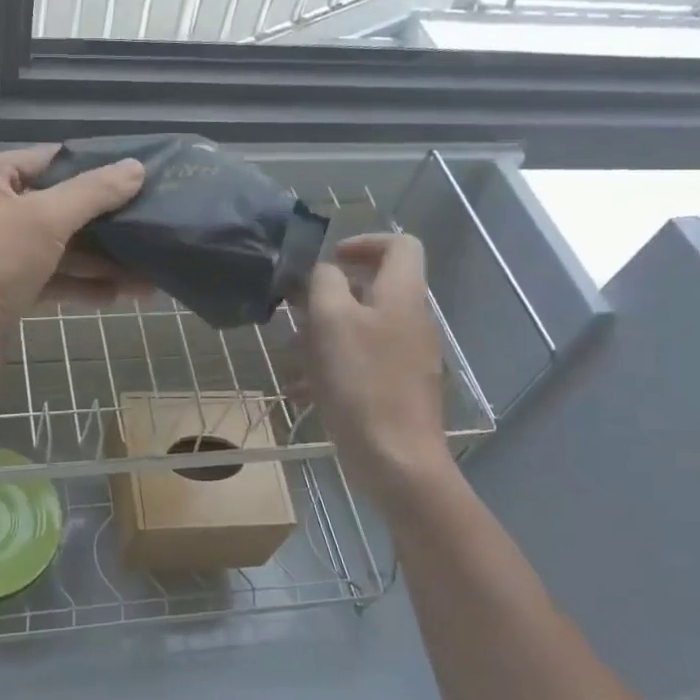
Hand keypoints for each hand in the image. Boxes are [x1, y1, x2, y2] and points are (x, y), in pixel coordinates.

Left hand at [0, 146, 147, 404]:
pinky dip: (80, 286)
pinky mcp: (4, 291)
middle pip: (58, 207)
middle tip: (154, 227)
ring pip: (58, 248)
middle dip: (106, 223)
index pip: (51, 160)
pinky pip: (50, 279)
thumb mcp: (45, 219)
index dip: (97, 168)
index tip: (142, 177)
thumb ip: (93, 193)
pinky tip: (118, 296)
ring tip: (149, 273)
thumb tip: (136, 168)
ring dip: (100, 261)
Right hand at [297, 234, 453, 491]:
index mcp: (402, 295)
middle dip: (327, 297)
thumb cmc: (361, 382)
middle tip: (295, 313)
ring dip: (321, 336)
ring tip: (291, 359)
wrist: (395, 457)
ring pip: (359, 328)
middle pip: (371, 288)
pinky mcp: (393, 387)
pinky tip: (300, 392)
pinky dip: (329, 369)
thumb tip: (322, 271)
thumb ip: (324, 283)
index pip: (400, 245)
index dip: (363, 242)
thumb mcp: (332, 321)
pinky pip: (358, 363)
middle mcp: (409, 320)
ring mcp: (404, 356)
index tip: (327, 261)